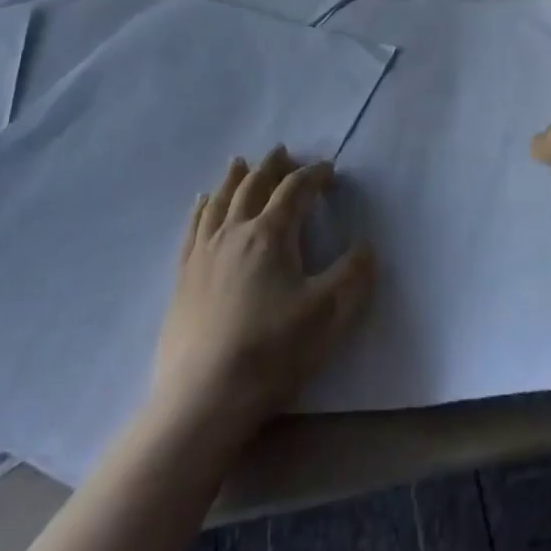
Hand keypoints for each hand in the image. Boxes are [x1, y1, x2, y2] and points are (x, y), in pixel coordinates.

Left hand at [151, 148, 373, 436]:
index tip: (329, 171)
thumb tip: (366, 247)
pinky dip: (201, 207)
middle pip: (254, 185)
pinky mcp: (183, 277)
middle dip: (272, 166)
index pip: (295, 189)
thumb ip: (353, 276)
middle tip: (283, 152)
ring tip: (240, 162)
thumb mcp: (328, 315)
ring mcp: (204, 252)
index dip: (314, 175)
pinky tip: (202, 202)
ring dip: (234, 177)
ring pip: (220, 200)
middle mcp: (235, 231)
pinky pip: (193, 228)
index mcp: (271, 234)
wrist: (202, 399)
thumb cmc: (271, 352)